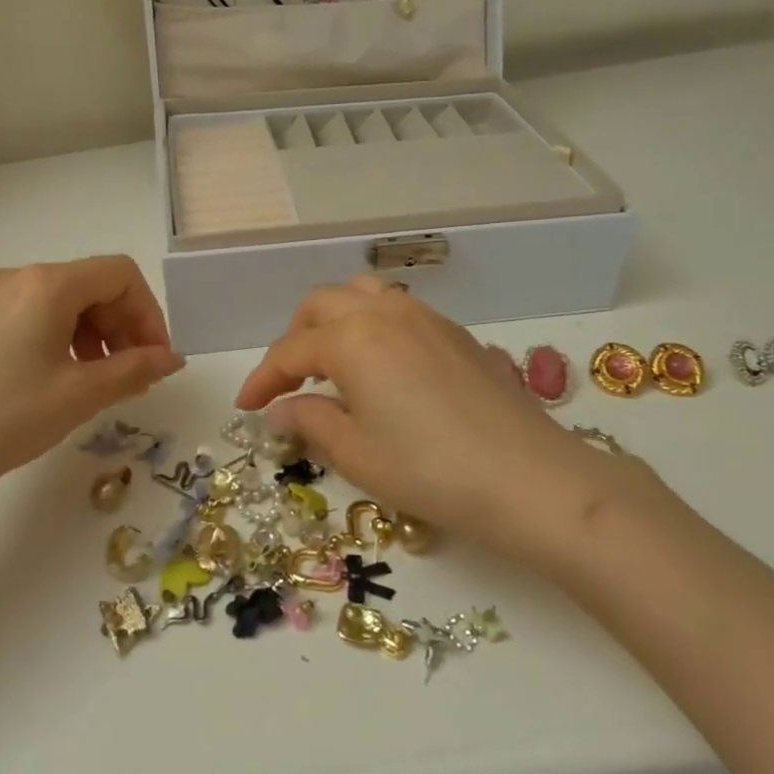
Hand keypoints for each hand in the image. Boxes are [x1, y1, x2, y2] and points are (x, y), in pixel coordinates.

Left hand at [0, 256, 183, 514]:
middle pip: (91, 284)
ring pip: (61, 301)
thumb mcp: (78, 396)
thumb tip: (171, 358)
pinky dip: (59, 338)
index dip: (149, 314)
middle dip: (123, 326)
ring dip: (93, 334)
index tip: (155, 360)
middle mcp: (16, 277)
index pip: (121, 274)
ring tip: (96, 383)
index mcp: (47, 284)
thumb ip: (134, 370)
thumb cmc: (0, 419)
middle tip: (131, 377)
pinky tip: (54, 380)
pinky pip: (30, 315)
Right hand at [236, 279, 655, 562]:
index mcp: (352, 338)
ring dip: (335, 320)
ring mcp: (426, 317)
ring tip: (330, 362)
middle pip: (322, 304)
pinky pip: (399, 310)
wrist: (528, 478)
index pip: (290, 350)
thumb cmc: (430, 470)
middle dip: (295, 337)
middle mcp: (385, 312)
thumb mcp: (357, 454)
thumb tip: (279, 411)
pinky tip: (381, 366)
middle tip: (288, 382)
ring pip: (364, 295)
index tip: (245, 406)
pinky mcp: (457, 332)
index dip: (262, 378)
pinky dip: (373, 325)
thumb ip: (310, 422)